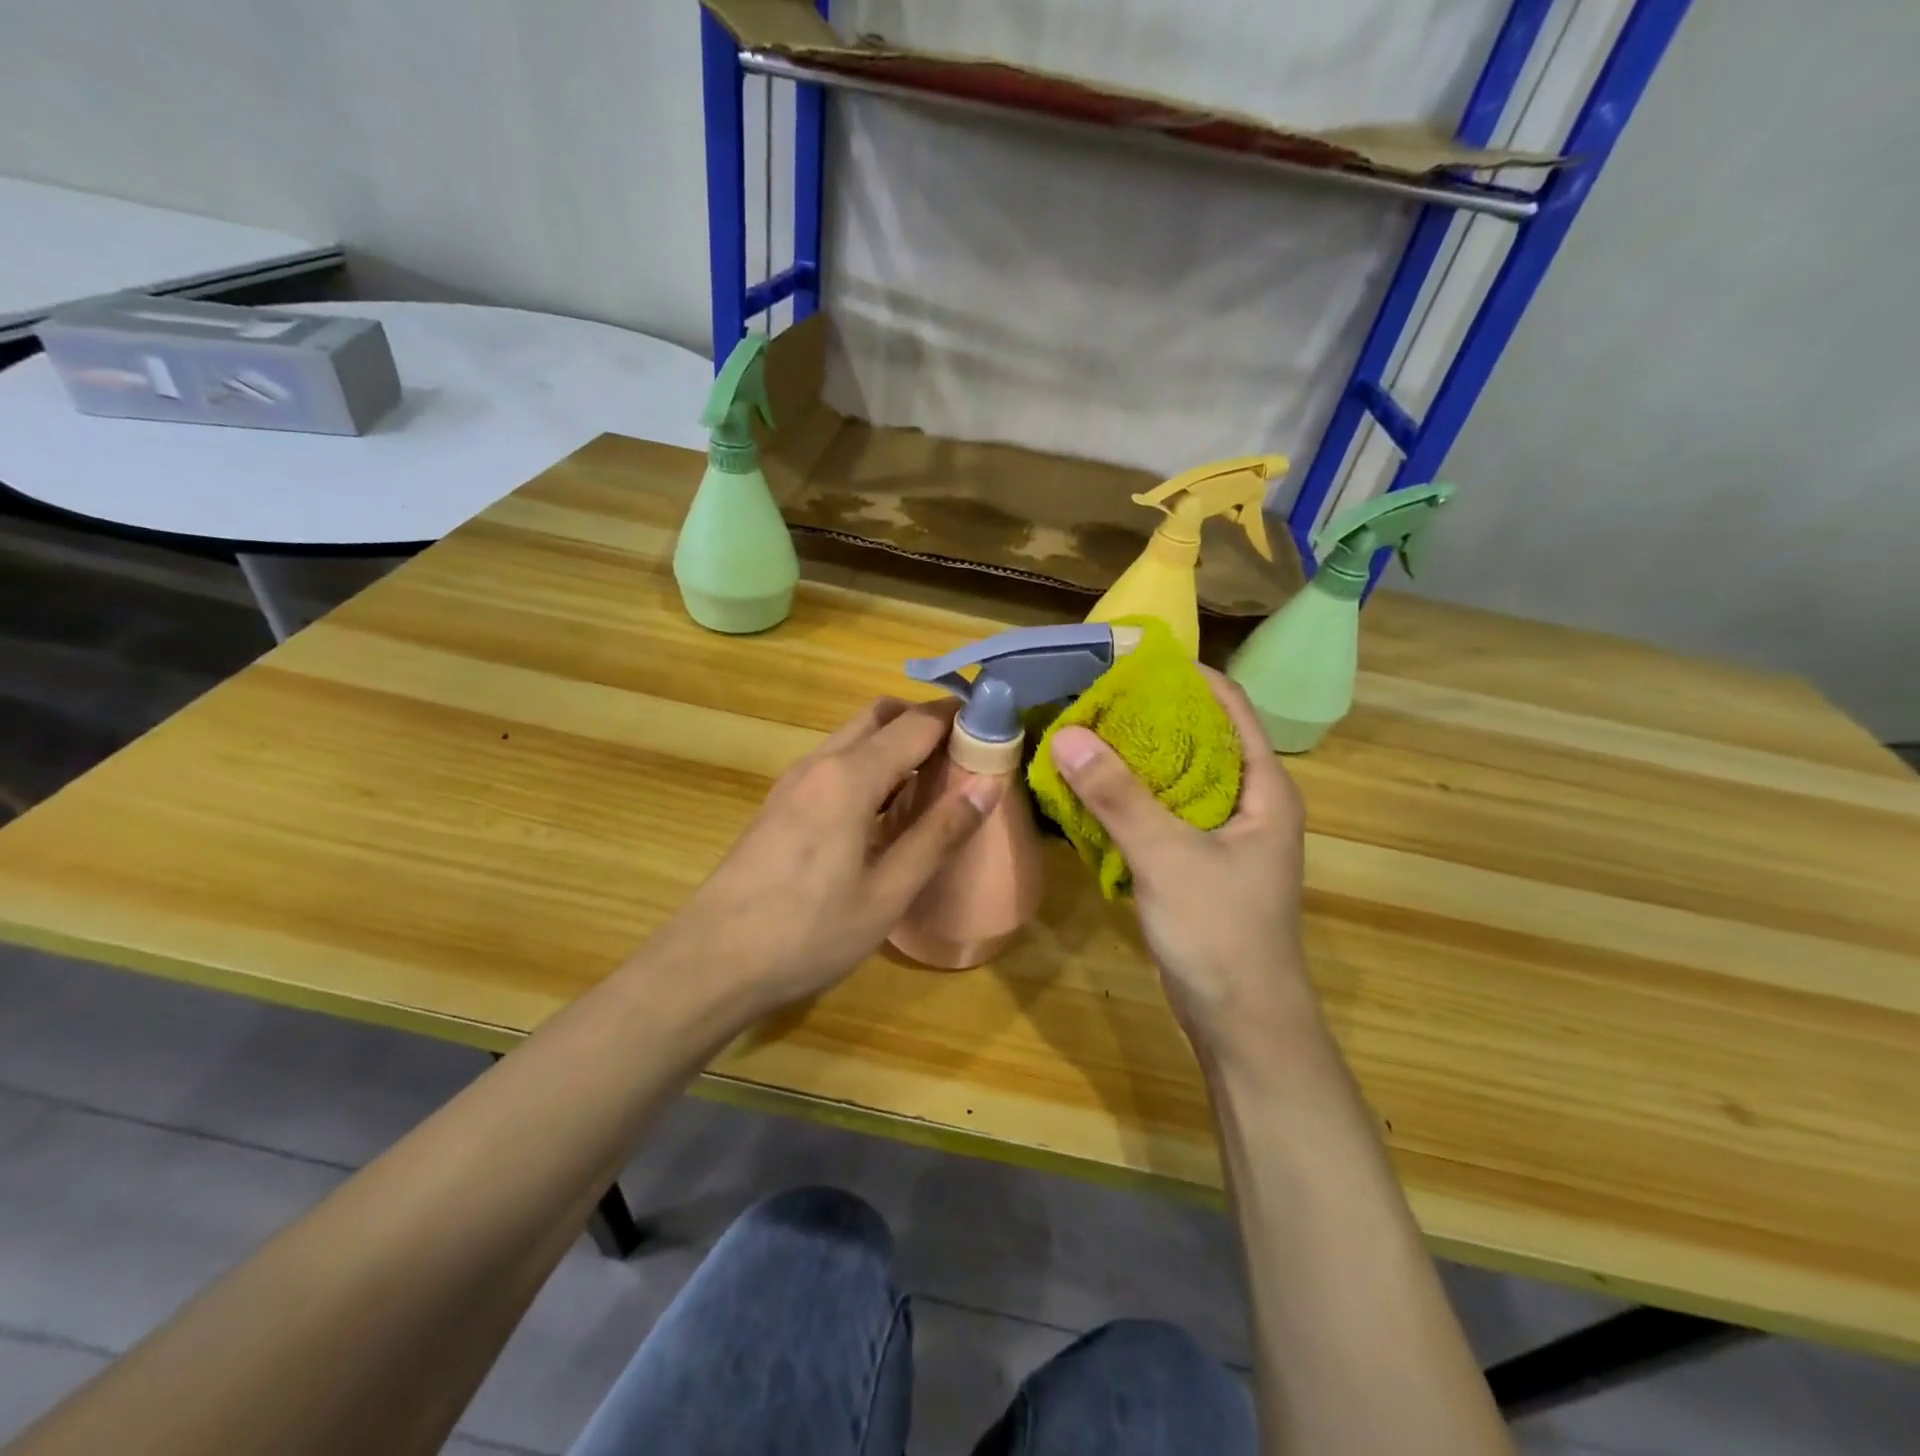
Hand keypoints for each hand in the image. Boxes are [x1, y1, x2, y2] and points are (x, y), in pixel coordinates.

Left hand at [659, 697, 1002, 1012]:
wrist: (710, 962)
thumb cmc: (808, 931)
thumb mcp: (888, 892)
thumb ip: (938, 834)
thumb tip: (987, 785)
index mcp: (850, 777)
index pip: (916, 723)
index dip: (958, 720)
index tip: (994, 733)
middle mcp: (820, 764)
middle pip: (880, 716)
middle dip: (924, 723)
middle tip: (963, 759)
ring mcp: (793, 782)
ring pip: (853, 738)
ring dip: (895, 745)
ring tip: (931, 787)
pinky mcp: (779, 804)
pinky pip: (834, 764)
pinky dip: (869, 767)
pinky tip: (883, 813)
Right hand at [1046, 669, 1313, 1059]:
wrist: (1242, 1022)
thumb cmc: (1221, 932)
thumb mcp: (1167, 857)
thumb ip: (1117, 796)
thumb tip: (1068, 734)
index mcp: (1264, 788)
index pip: (1230, 706)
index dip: (1186, 676)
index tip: (1132, 659)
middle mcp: (1250, 802)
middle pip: (1200, 738)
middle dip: (1150, 715)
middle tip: (1094, 696)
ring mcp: (1226, 835)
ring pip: (1178, 778)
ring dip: (1135, 758)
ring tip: (1084, 734)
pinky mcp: (1200, 862)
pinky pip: (1164, 813)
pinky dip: (1131, 797)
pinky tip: (1091, 791)